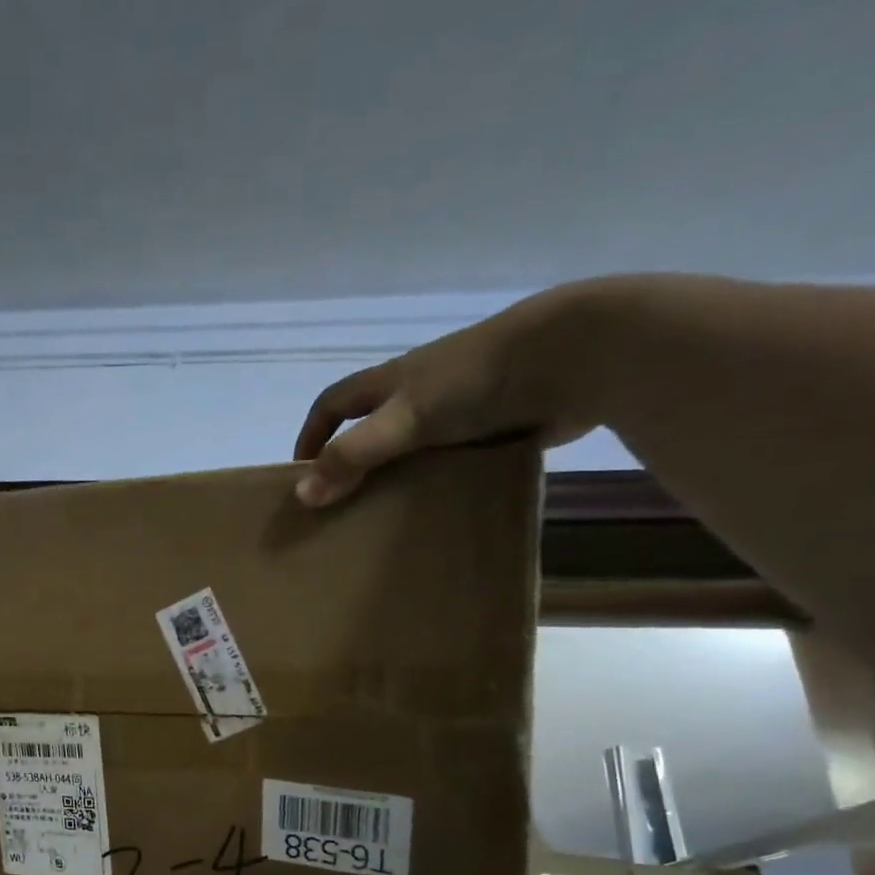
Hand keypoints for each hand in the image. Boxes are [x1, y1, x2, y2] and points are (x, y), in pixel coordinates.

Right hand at [292, 287, 595, 508]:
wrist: (573, 358)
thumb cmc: (474, 382)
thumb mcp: (403, 420)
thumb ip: (355, 456)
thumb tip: (303, 496)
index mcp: (392, 382)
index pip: (333, 403)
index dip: (313, 434)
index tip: (302, 474)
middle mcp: (420, 392)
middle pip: (372, 426)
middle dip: (353, 461)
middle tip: (343, 506)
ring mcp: (460, 408)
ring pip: (415, 445)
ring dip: (400, 474)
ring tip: (389, 517)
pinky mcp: (497, 425)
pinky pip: (456, 456)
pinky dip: (443, 478)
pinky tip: (444, 507)